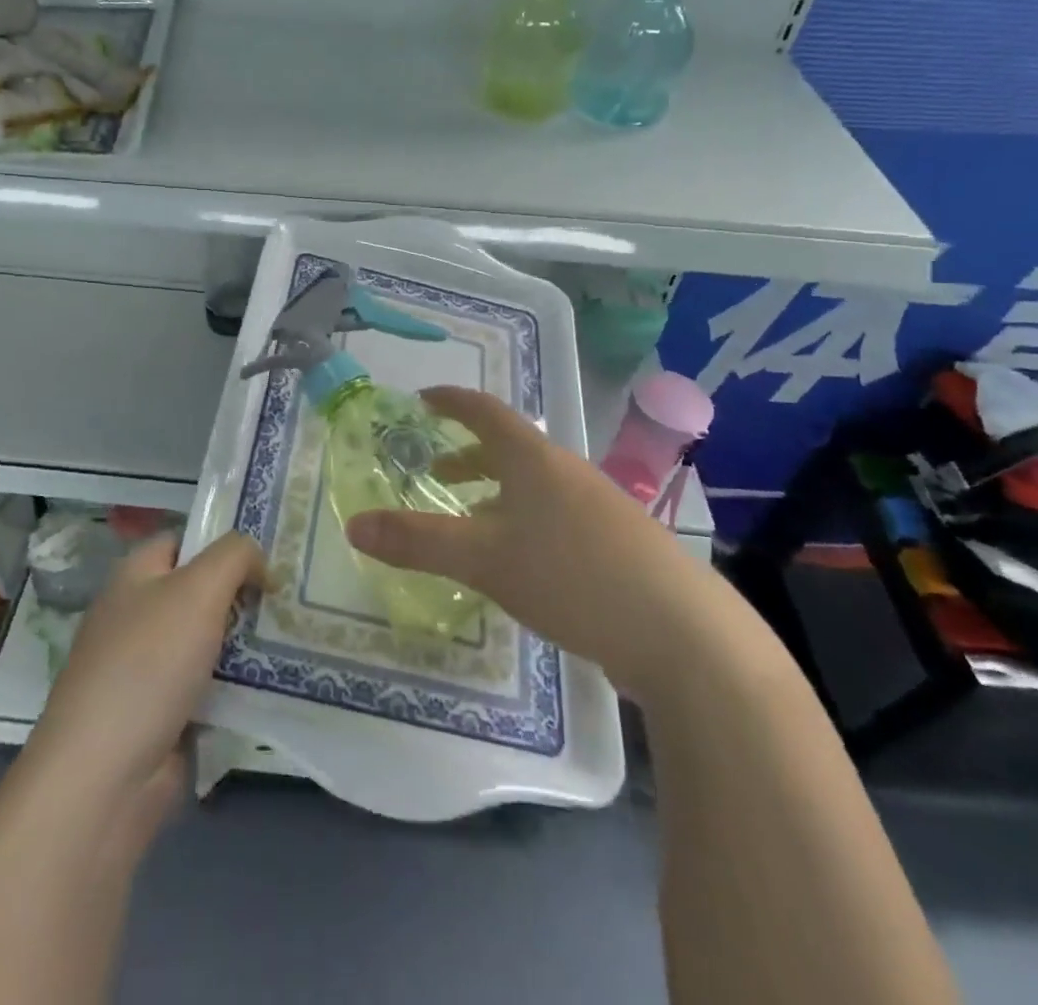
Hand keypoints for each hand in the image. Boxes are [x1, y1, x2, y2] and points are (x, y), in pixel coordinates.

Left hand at [25, 533, 266, 844]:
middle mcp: (138, 615)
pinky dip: (239, 685)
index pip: (185, 540)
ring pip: (210, 640)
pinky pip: (211, 686)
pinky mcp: (164, 715)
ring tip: (299, 635)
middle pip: (201, 591)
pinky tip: (278, 683)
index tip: (273, 553)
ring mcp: (148, 668)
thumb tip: (257, 559)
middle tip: (294, 595)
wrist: (104, 777)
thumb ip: (234, 556)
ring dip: (248, 641)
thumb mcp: (198, 589)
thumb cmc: (149, 665)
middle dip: (245, 593)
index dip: (225, 541)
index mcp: (135, 576)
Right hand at [345, 386, 712, 697]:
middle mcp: (568, 473)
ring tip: (469, 524)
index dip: (450, 401)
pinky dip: (523, 525)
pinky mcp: (618, 547)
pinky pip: (555, 519)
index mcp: (535, 460)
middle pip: (509, 450)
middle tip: (435, 473)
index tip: (422, 400)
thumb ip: (417, 541)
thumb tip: (353, 525)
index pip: (484, 411)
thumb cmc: (572, 577)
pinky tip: (519, 567)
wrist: (684, 637)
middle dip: (468, 457)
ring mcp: (599, 509)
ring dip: (496, 495)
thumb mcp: (484, 559)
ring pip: (534, 487)